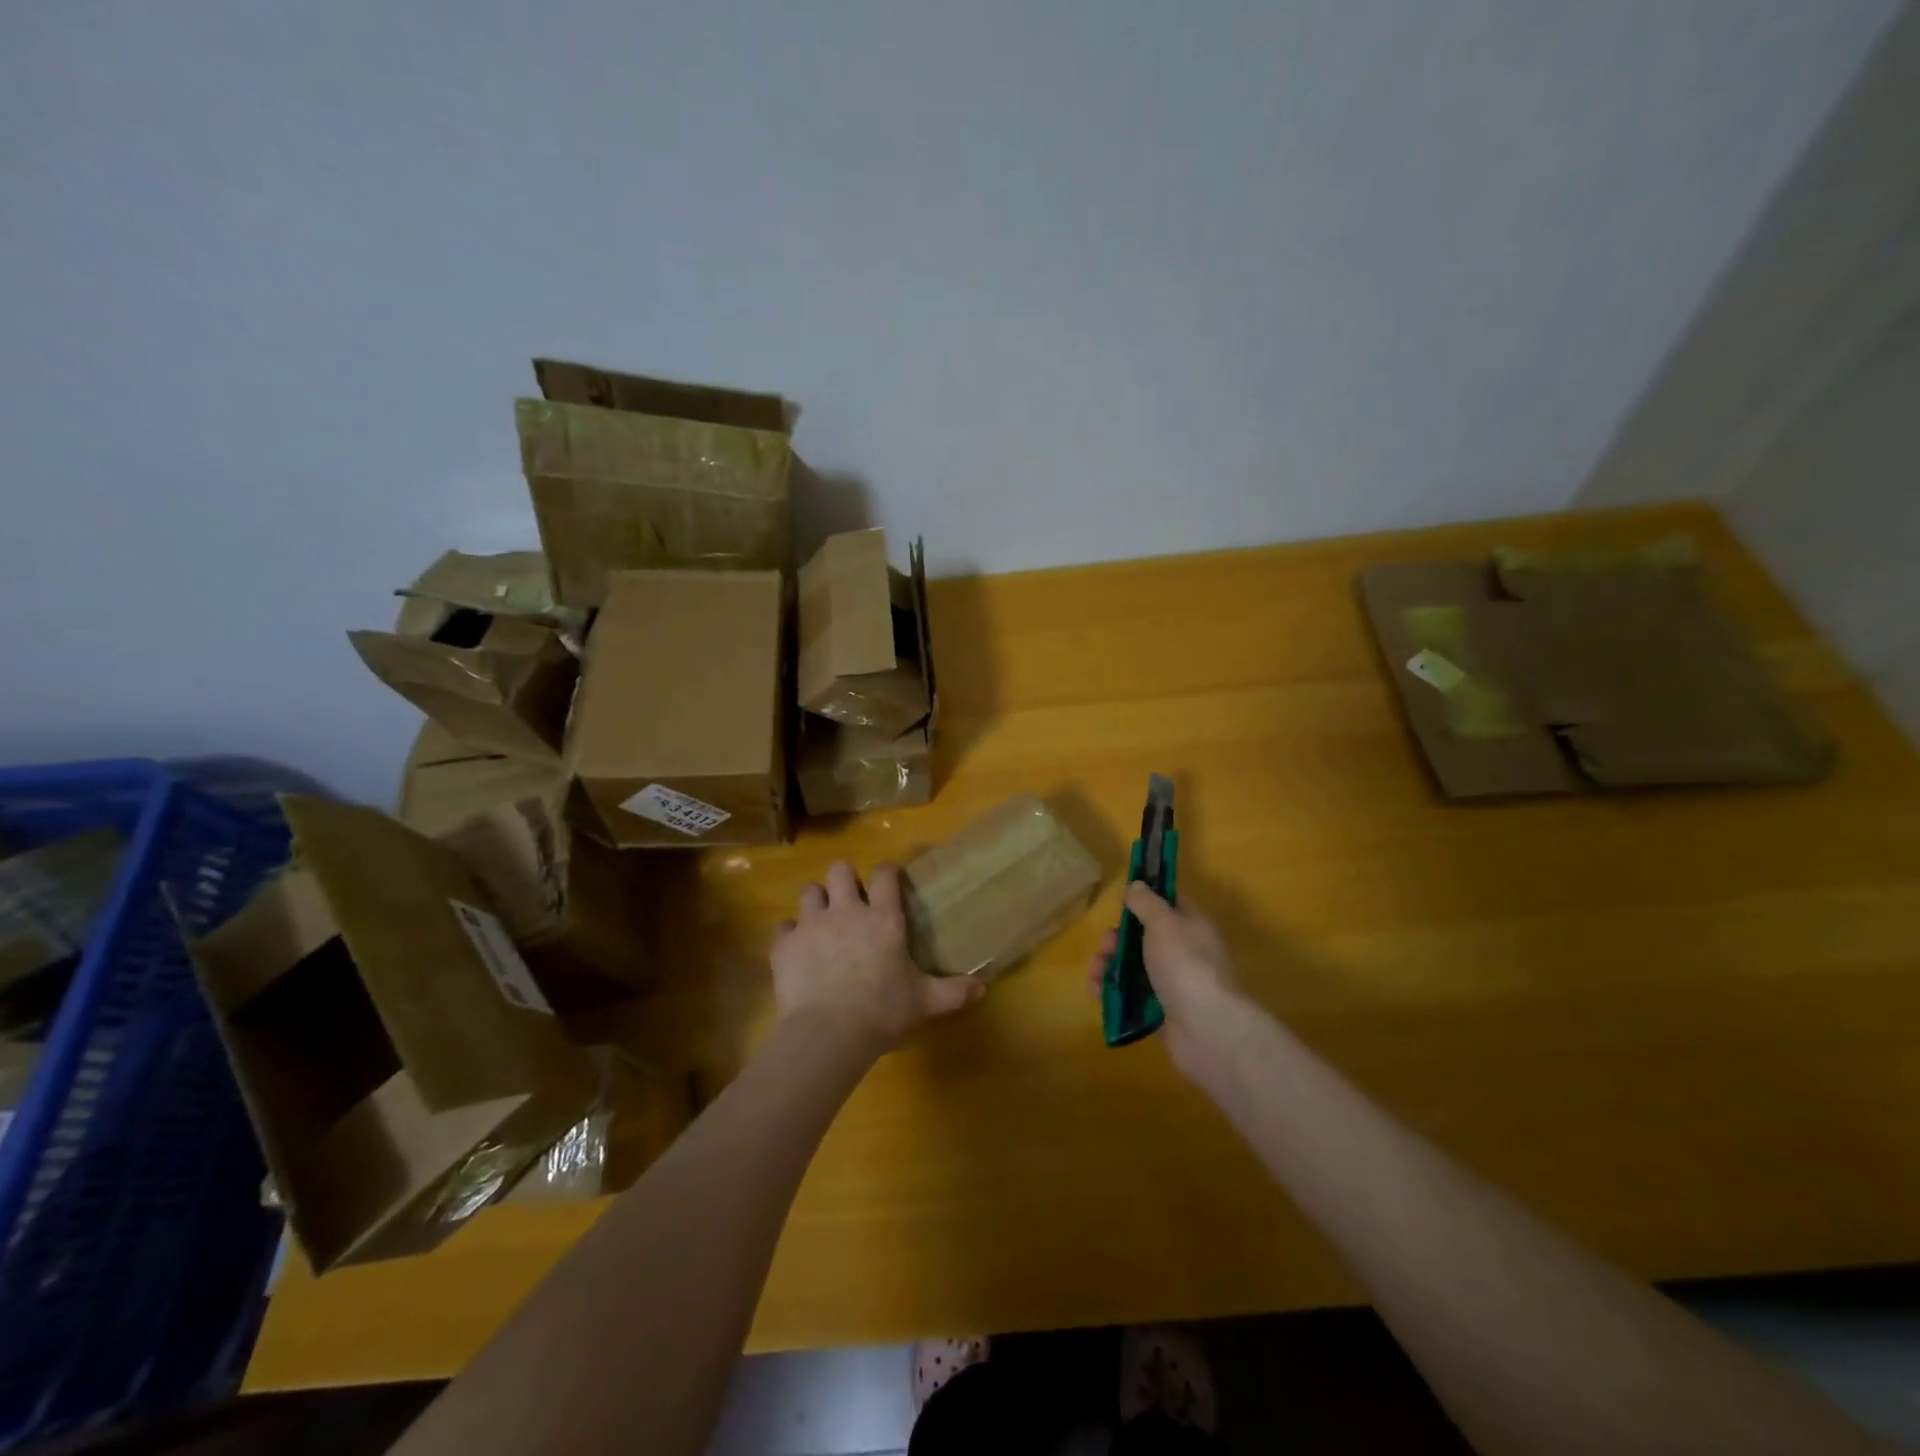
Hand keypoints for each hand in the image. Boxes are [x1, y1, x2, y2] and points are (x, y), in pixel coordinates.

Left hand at [772, 860, 983, 1051]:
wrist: (829, 1033)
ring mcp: (812, 925)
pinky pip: (783, 926)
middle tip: (850, 900)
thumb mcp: (925, 1002)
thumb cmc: (883, 1012)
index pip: (884, 875)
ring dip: (816, 902)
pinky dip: (789, 934)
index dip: (886, 872)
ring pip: (809, 892)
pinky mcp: (785, 945)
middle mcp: (847, 911)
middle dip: (844, 879)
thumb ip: (953, 991)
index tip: (887, 880)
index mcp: (883, 919)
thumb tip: (983, 988)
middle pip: (840, 870)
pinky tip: (796, 948)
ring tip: (821, 921)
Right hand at [1087, 883, 1244, 1075]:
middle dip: (1117, 940)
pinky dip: (1113, 993)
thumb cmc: (1184, 964)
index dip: (1144, 900)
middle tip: (1105, 946)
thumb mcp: (1163, 922)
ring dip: (1109, 966)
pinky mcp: (1161, 1012)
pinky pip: (1132, 996)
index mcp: (1191, 926)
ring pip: (1134, 967)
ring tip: (1095, 974)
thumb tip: (1136, 885)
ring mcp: (1173, 984)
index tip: (1121, 903)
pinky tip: (1098, 993)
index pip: (1168, 904)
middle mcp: (1184, 952)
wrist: (1205, 1028)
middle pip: (1143, 938)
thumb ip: (1146, 902)